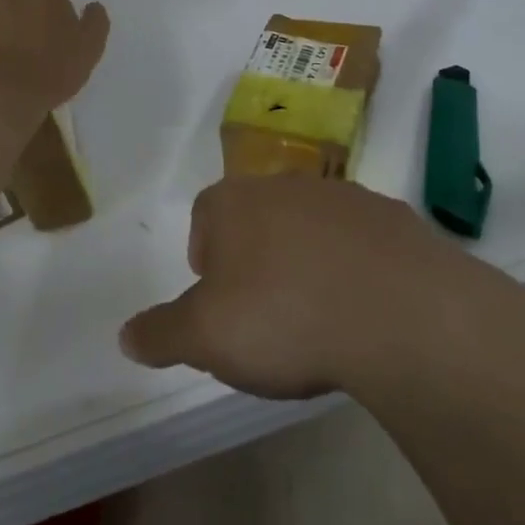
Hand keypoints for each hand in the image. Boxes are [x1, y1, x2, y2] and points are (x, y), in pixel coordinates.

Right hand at [119, 175, 506, 400]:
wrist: (399, 312)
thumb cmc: (284, 316)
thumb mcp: (206, 338)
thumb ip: (161, 334)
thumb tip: (125, 336)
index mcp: (235, 203)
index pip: (206, 217)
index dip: (206, 258)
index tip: (219, 303)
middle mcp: (286, 186)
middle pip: (258, 218)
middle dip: (256, 259)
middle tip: (266, 316)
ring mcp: (345, 197)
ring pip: (311, 226)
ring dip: (308, 261)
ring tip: (318, 317)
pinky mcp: (394, 219)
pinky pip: (362, 242)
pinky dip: (357, 269)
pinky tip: (365, 311)